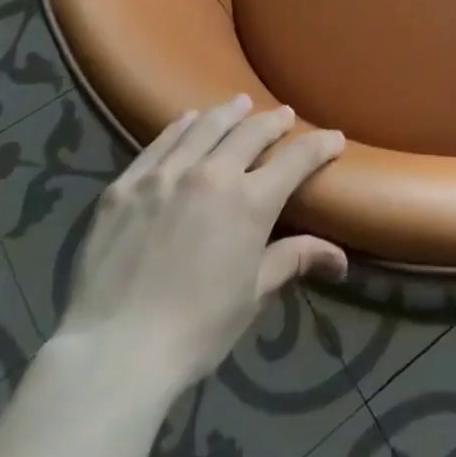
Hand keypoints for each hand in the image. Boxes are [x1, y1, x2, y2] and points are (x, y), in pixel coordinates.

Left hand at [50, 95, 346, 398]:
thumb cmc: (196, 329)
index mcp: (251, 201)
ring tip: (240, 104)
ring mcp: (165, 175)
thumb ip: (294, 259)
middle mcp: (212, 173)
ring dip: (229, 112)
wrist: (114, 352)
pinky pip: (160, 143)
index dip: (321, 144)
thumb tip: (341, 258)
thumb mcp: (253, 295)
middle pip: (251, 131)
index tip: (334, 138)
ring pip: (205, 126)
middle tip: (285, 116)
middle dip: (274, 121)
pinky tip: (188, 120)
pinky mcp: (126, 185)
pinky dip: (181, 126)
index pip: (298, 158)